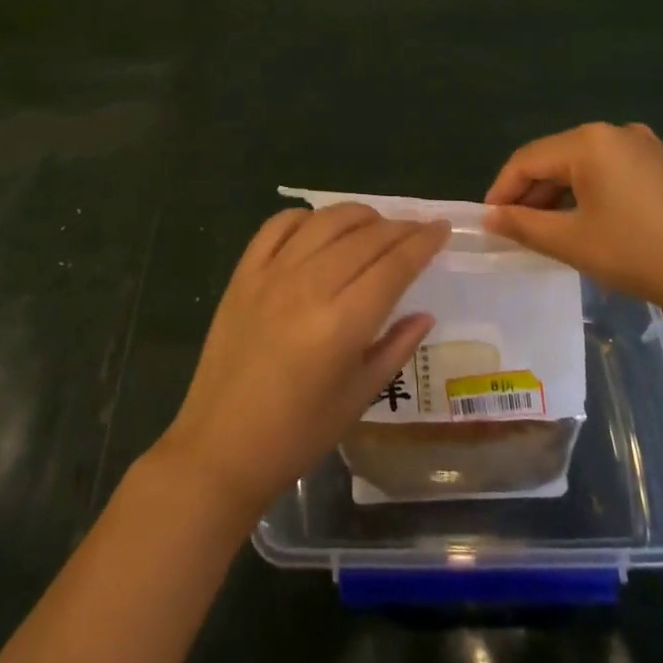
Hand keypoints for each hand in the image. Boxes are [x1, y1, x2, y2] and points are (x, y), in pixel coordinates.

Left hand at [156, 204, 449, 522]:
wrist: (220, 448)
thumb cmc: (298, 434)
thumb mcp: (358, 397)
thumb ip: (395, 347)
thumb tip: (424, 313)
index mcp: (342, 324)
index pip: (394, 265)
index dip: (423, 242)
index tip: (442, 228)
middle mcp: (309, 287)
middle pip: (365, 237)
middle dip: (399, 227)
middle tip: (417, 229)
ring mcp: (271, 275)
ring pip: (325, 221)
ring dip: (358, 215)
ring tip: (376, 223)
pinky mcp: (243, 274)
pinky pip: (277, 226)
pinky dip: (306, 217)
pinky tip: (320, 226)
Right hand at [484, 122, 662, 330]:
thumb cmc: (640, 254)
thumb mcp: (573, 242)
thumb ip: (524, 225)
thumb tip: (489, 217)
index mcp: (589, 141)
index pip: (527, 159)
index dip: (502, 190)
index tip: (488, 222)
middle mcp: (615, 131)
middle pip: (555, 157)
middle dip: (530, 193)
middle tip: (514, 229)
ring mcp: (644, 145)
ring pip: (582, 165)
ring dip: (558, 194)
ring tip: (545, 230)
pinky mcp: (662, 164)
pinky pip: (609, 171)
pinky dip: (588, 193)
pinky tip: (585, 222)